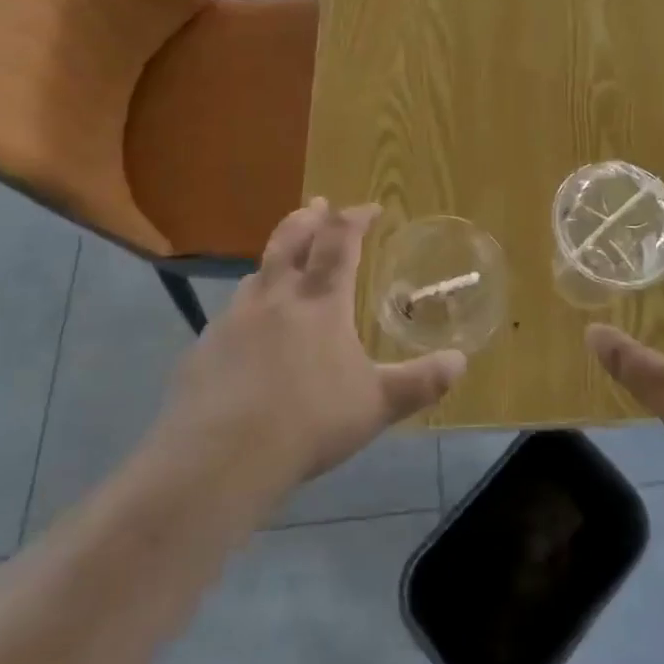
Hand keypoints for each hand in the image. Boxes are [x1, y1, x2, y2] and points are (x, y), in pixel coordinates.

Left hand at [150, 200, 465, 495]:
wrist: (219, 459)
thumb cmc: (309, 422)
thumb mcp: (376, 405)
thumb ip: (420, 382)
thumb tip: (460, 362)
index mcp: (320, 300)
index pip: (340, 240)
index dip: (356, 217)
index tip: (370, 208)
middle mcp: (276, 296)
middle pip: (290, 238)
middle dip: (309, 217)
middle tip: (318, 205)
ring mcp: (233, 319)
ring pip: (257, 272)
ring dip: (276, 259)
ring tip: (283, 264)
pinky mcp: (203, 348)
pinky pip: (230, 314)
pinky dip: (248, 307)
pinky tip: (248, 333)